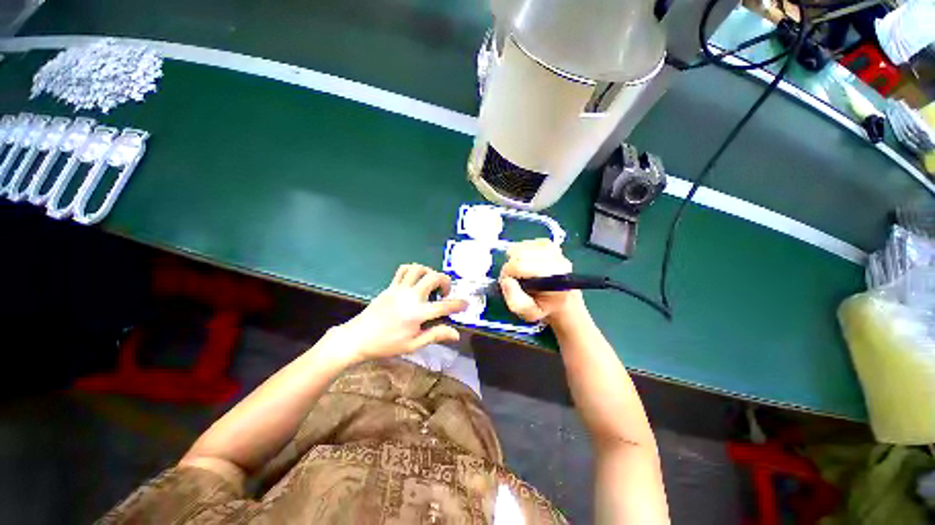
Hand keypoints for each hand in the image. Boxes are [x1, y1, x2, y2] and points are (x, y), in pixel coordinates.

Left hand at [333, 264, 467, 362]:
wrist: (357, 338)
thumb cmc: (386, 345)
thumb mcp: (413, 345)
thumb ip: (435, 335)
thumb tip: (456, 334)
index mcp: (417, 314)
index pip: (445, 306)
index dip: (458, 304)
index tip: (465, 304)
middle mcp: (410, 297)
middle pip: (434, 277)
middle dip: (445, 281)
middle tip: (444, 293)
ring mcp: (399, 289)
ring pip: (418, 269)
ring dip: (429, 272)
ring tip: (430, 284)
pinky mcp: (390, 286)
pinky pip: (403, 270)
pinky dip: (413, 270)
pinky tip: (416, 280)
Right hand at [499, 239, 585, 323]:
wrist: (562, 300)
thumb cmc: (544, 307)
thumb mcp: (529, 314)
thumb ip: (516, 302)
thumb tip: (506, 281)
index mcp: (554, 276)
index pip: (520, 265)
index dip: (508, 274)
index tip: (509, 284)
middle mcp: (556, 258)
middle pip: (518, 254)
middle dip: (510, 267)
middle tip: (513, 280)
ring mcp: (553, 248)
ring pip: (519, 248)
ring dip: (513, 260)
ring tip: (520, 273)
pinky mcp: (547, 243)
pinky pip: (523, 244)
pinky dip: (518, 253)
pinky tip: (524, 264)